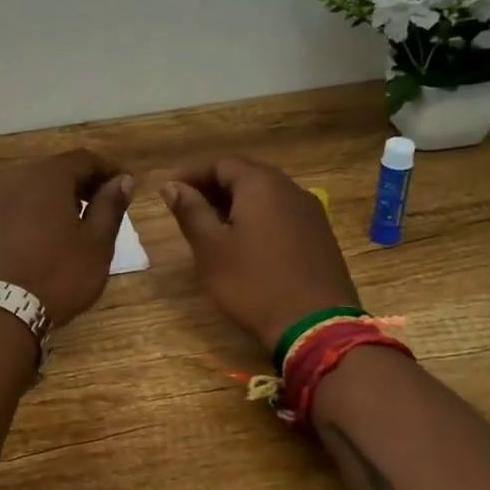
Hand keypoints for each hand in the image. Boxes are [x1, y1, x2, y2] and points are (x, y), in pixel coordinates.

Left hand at [0, 150, 134, 325]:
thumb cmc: (58, 275)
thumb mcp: (96, 243)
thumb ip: (110, 206)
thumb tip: (123, 179)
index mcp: (47, 178)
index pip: (83, 159)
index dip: (108, 170)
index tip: (126, 187)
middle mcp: (16, 181)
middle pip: (55, 171)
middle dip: (82, 183)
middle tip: (104, 206)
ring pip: (33, 191)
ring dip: (58, 200)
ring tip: (77, 225)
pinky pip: (15, 210)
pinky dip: (35, 215)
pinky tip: (46, 241)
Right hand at [162, 155, 361, 350]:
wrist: (315, 326)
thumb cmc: (253, 283)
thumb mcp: (210, 248)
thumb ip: (190, 211)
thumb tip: (172, 185)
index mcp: (261, 184)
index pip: (221, 163)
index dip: (192, 173)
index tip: (169, 190)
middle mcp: (290, 189)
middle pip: (246, 175)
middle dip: (213, 187)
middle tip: (186, 206)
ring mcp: (310, 212)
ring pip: (265, 195)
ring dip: (235, 203)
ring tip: (211, 226)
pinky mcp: (320, 236)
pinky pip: (281, 214)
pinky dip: (258, 218)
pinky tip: (244, 242)